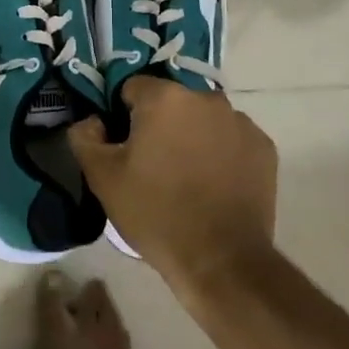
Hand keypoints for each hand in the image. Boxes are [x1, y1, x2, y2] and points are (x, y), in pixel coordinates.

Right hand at [68, 77, 277, 297]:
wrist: (221, 259)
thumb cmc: (155, 213)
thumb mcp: (103, 178)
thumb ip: (85, 137)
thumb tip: (92, 121)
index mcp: (165, 98)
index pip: (132, 89)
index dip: (123, 115)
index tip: (124, 146)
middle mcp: (206, 98)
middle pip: (171, 102)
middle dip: (160, 124)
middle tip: (153, 164)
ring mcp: (240, 121)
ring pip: (203, 118)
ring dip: (192, 135)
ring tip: (186, 176)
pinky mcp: (263, 147)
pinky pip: (231, 138)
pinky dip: (221, 152)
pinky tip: (214, 184)